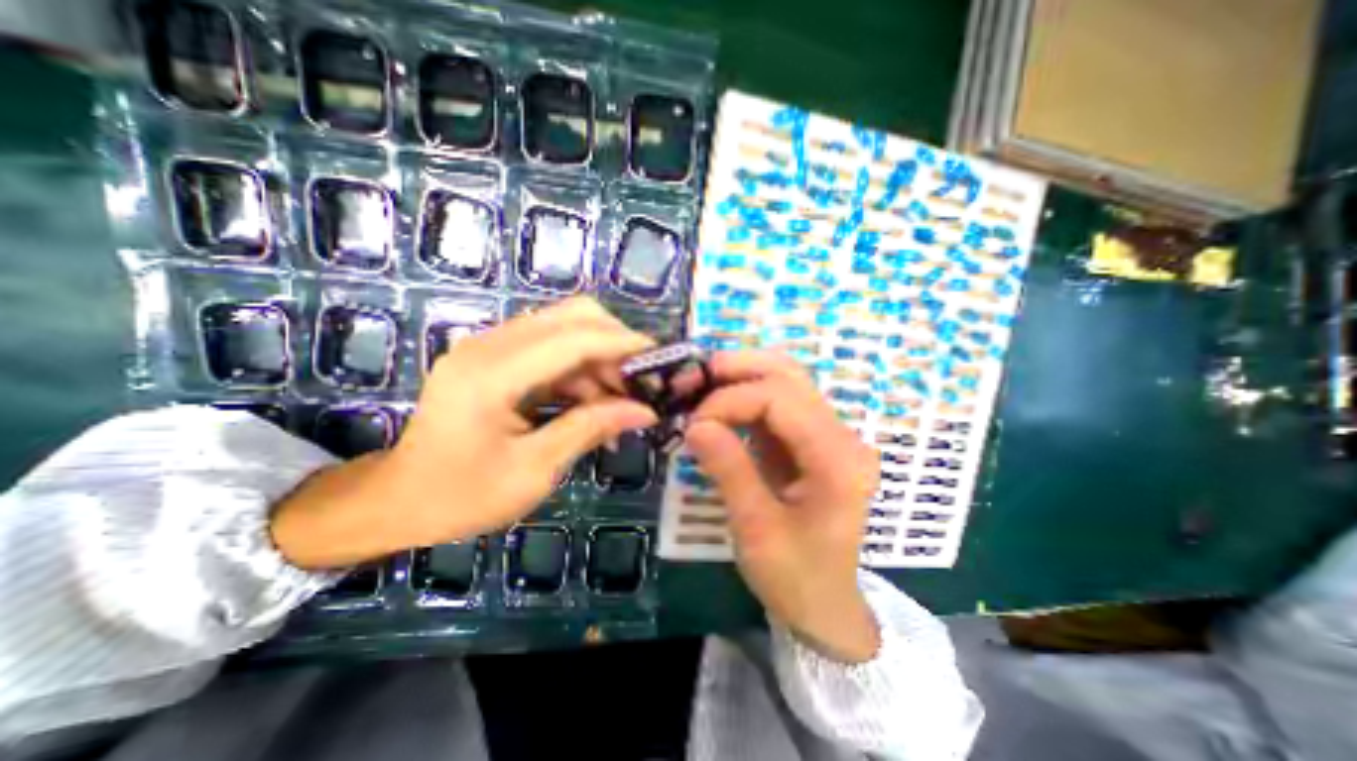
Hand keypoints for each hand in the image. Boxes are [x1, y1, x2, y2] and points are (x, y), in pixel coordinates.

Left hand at [272, 298, 657, 569]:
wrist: (399, 500)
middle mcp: (489, 345)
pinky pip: (552, 347)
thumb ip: (590, 428)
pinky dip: (581, 368)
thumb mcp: (534, 470)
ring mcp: (490, 346)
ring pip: (566, 327)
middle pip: (572, 315)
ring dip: (601, 358)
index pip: (574, 337)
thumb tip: (645, 411)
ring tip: (621, 401)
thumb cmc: (462, 496)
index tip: (663, 360)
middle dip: (617, 343)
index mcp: (492, 375)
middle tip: (641, 381)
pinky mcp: (495, 356)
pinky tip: (593, 402)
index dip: (624, 344)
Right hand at [685, 354, 887, 663]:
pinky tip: (718, 405)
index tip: (694, 423)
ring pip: (785, 381)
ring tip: (702, 386)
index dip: (731, 400)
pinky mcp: (811, 441)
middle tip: (695, 378)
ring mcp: (829, 435)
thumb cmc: (796, 579)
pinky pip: (778, 404)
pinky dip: (745, 397)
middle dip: (738, 370)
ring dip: (741, 377)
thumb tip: (695, 424)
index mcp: (837, 459)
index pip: (781, 398)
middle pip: (790, 376)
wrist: (825, 607)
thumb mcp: (756, 530)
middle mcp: (841, 436)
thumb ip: (729, 470)